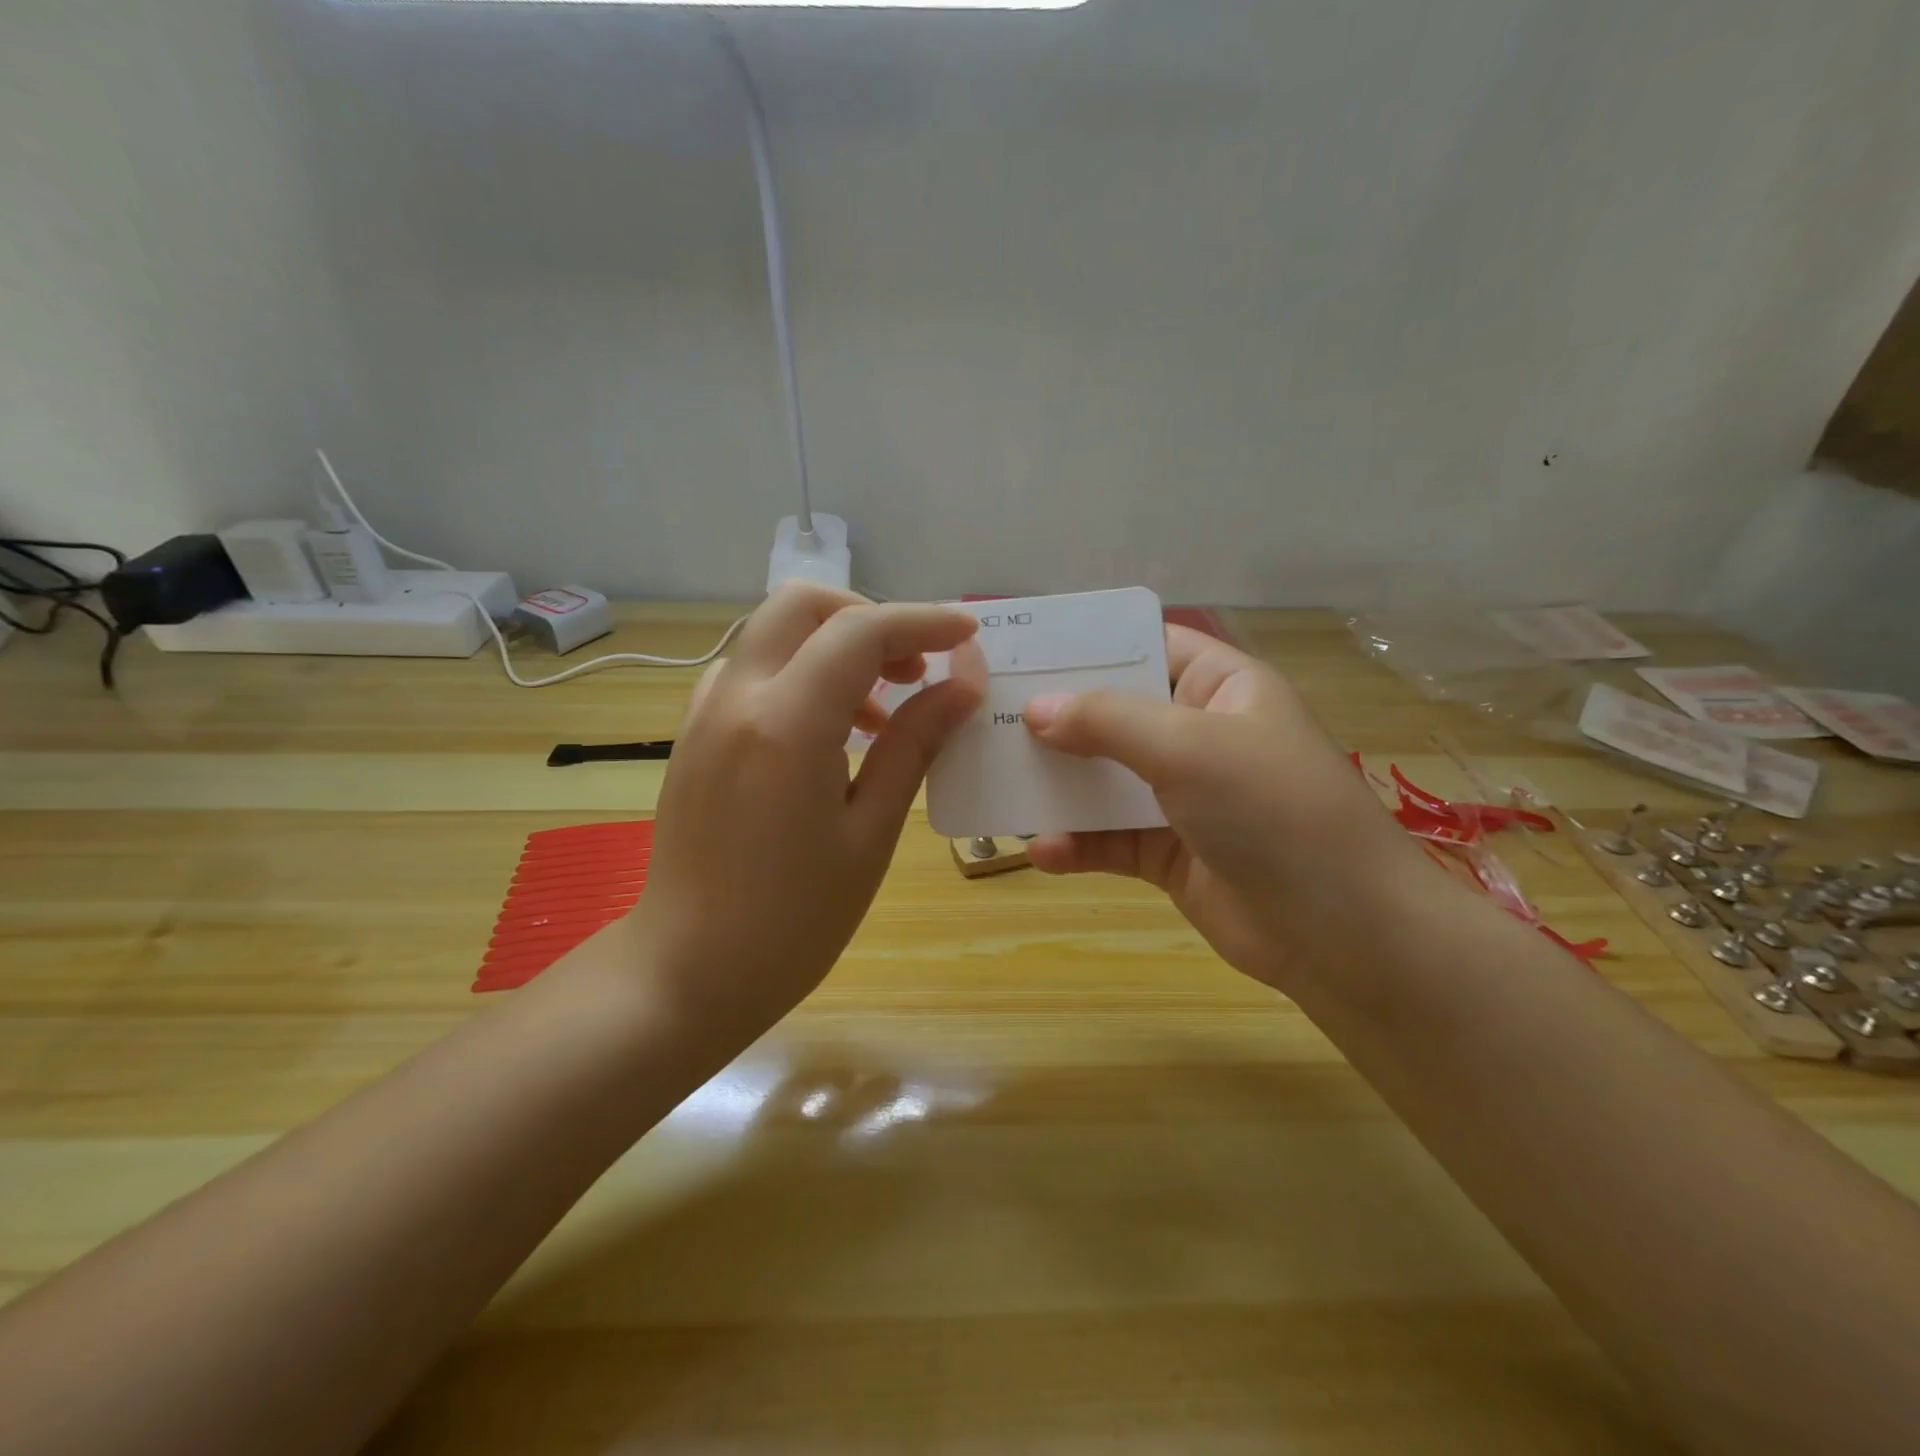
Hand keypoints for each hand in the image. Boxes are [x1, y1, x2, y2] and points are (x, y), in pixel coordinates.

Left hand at [632, 585, 982, 1037]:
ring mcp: (706, 712)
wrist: (688, 971)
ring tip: (883, 711)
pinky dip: (800, 673)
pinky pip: (752, 671)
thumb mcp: (870, 833)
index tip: (968, 636)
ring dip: (835, 646)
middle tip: (915, 668)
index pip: (860, 631)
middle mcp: (737, 697)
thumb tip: (962, 688)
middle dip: (870, 617)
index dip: (922, 621)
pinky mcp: (695, 734)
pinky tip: (830, 732)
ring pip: (774, 633)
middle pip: (803, 604)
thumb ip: (914, 746)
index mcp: (786, 723)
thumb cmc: (793, 921)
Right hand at [1024, 626, 1438, 991]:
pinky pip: (1109, 840)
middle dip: (1055, 718)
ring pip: (1104, 779)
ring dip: (1057, 785)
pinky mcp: (1168, 853)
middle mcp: (1198, 735)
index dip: (1089, 643)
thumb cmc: (1273, 812)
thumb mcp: (1189, 747)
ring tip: (998, 785)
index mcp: (1219, 687)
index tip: (1023, 647)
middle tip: (988, 717)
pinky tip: (1042, 850)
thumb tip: (1035, 709)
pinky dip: (1077, 844)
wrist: (1343, 935)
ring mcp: (1182, 797)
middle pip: (1113, 713)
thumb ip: (1108, 721)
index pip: (1146, 644)